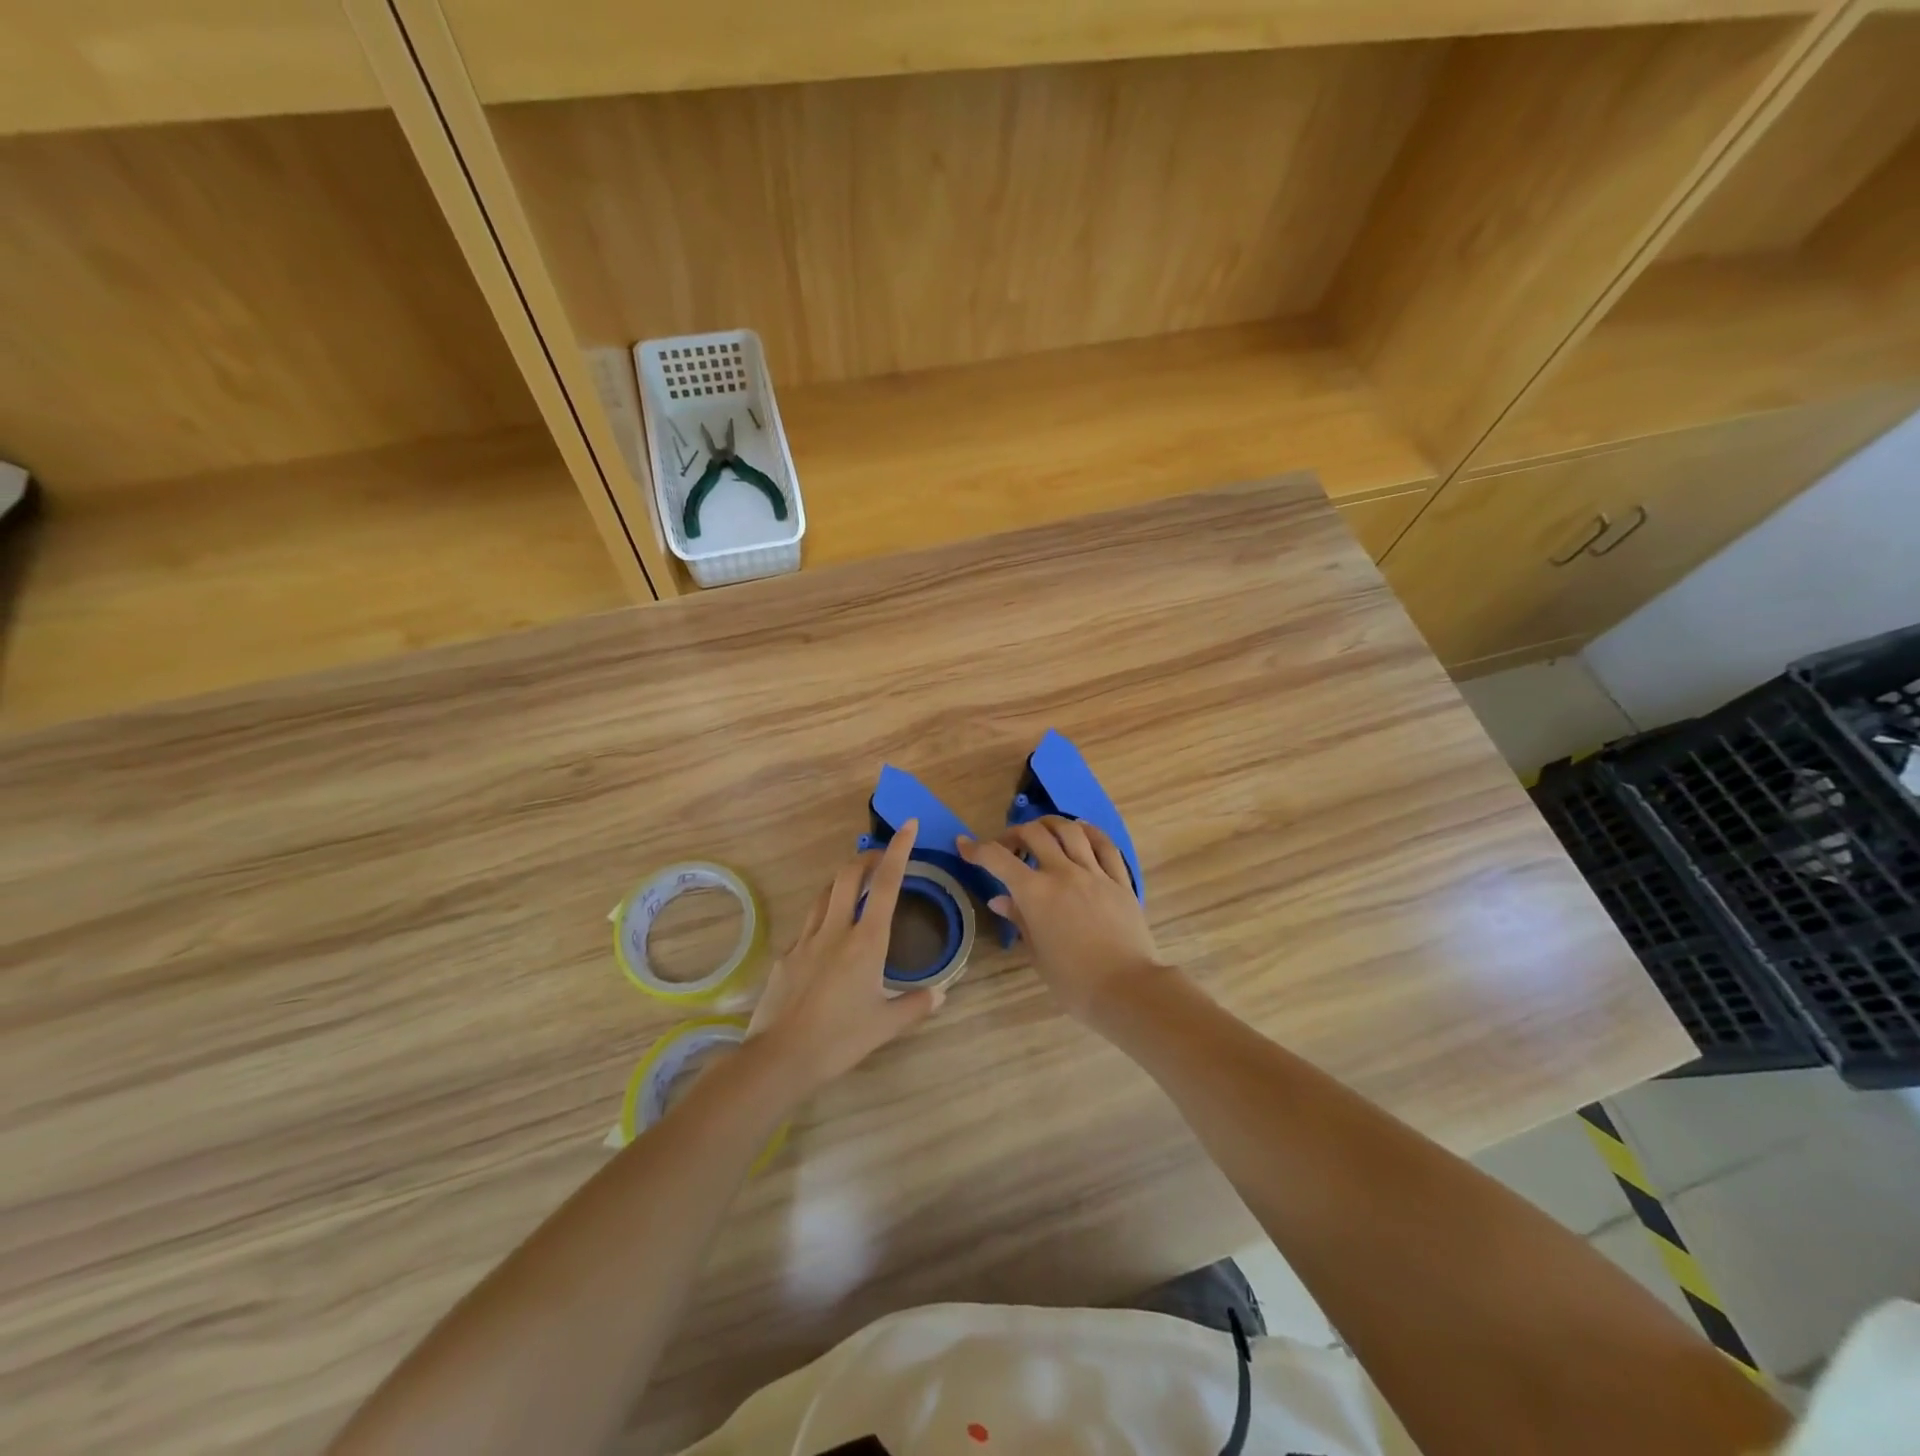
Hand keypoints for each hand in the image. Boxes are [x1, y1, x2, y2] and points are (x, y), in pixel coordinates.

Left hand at [748, 821, 944, 1097]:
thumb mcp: (885, 1026)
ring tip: (855, 886)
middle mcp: (836, 931)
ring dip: (842, 882)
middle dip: (866, 858)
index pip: (886, 885)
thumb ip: (916, 1006)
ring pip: (824, 894)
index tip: (908, 825)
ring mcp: (806, 940)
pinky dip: (822, 916)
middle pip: (848, 876)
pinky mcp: (786, 956)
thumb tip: (940, 994)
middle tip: (880, 858)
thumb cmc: (840, 1040)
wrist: (780, 1058)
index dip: (899, 851)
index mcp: (866, 942)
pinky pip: (807, 925)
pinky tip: (826, 936)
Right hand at [959, 817, 1170, 1023]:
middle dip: (1014, 833)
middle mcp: (1063, 872)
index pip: (998, 859)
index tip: (964, 844)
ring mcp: (1095, 873)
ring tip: (1042, 831)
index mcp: (1035, 893)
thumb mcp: (1037, 954)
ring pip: (1070, 830)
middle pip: (1034, 833)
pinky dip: (1089, 832)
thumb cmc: (1073, 981)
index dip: (976, 848)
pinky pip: (1105, 845)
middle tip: (1008, 847)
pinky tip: (1081, 831)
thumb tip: (1000, 900)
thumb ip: (1019, 920)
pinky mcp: (1120, 880)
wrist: (1126, 989)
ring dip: (1050, 824)